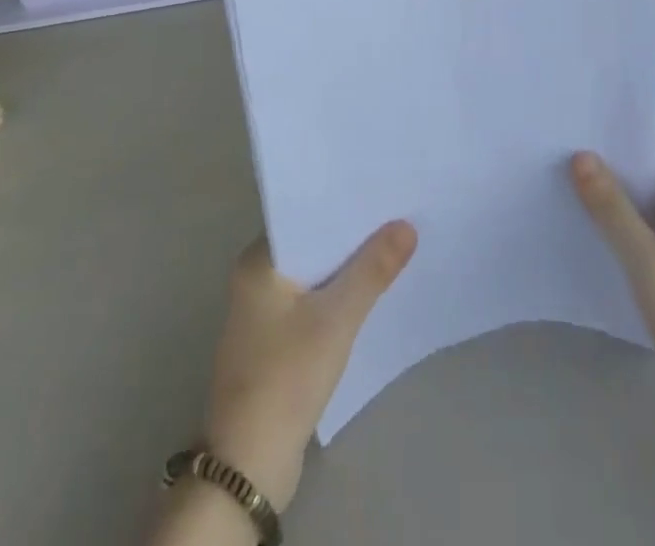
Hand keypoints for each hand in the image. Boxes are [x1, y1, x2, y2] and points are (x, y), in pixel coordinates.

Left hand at [199, 221, 417, 511]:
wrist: (248, 465)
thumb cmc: (286, 377)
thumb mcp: (336, 319)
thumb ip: (372, 270)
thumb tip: (406, 225)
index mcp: (259, 260)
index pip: (305, 214)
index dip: (342, 204)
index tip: (380, 189)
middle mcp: (256, 278)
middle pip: (312, 244)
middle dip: (351, 235)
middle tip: (397, 214)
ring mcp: (263, 312)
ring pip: (314, 274)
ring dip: (346, 267)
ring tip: (393, 246)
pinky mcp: (275, 342)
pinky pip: (311, 303)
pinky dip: (337, 296)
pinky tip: (369, 294)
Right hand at [571, 110, 654, 426]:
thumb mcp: (649, 265)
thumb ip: (614, 210)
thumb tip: (581, 155)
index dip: (642, 108)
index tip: (599, 100)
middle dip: (620, 141)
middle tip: (570, 130)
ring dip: (621, 178)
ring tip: (571, 169)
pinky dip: (628, 213)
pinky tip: (597, 224)